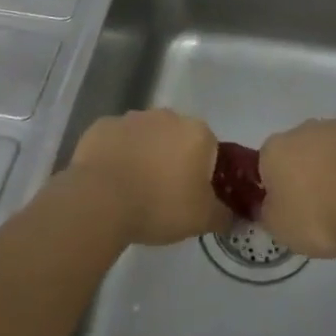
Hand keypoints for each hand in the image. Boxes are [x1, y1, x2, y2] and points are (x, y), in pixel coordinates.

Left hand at [68, 109, 225, 245]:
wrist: (101, 200)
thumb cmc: (160, 205)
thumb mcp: (202, 219)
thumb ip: (224, 215)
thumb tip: (234, 216)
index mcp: (197, 133)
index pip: (210, 149)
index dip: (203, 174)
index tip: (192, 197)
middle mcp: (168, 116)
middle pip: (177, 138)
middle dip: (173, 160)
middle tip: (163, 195)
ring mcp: (133, 117)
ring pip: (146, 137)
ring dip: (144, 155)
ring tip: (133, 190)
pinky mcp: (103, 126)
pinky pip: (116, 140)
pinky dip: (116, 155)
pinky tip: (110, 182)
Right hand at [258, 118, 335, 258]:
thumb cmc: (319, 217)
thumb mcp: (280, 228)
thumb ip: (268, 212)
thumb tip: (269, 203)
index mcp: (276, 149)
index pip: (268, 164)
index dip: (279, 186)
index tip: (292, 208)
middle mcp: (305, 129)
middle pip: (302, 149)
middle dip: (310, 171)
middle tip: (323, 205)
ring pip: (334, 145)